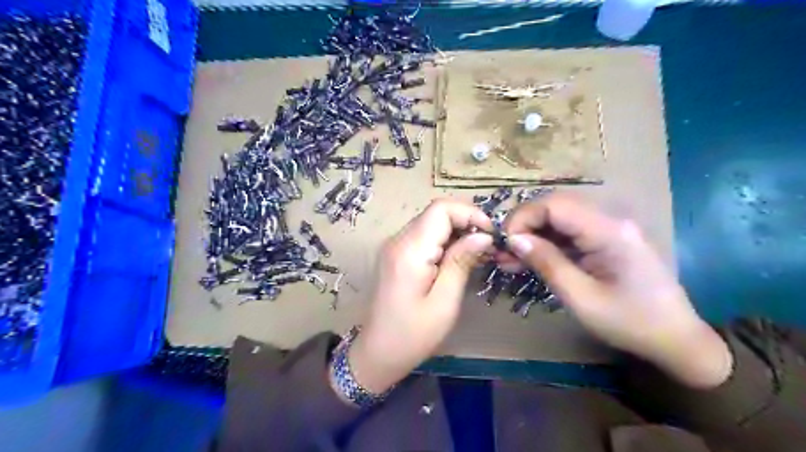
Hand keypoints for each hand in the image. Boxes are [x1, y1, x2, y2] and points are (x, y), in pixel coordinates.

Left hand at [349, 199, 495, 394]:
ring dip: (456, 231)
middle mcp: (398, 240)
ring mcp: (394, 246)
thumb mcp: (444, 302)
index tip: (491, 235)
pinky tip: (457, 259)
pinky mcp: (395, 254)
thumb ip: (461, 262)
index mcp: (409, 250)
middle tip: (488, 246)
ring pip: (431, 222)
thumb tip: (483, 236)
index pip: (441, 209)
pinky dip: (444, 240)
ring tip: (477, 254)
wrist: (377, 352)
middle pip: (435, 213)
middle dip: (466, 222)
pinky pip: (423, 236)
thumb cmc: (413, 334)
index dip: (470, 214)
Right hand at [502, 195, 735, 388]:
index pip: (555, 205)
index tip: (505, 242)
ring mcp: (610, 229)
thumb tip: (514, 240)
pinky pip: (570, 233)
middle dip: (525, 225)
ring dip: (533, 235)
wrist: (676, 340)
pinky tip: (529, 260)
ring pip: (560, 219)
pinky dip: (547, 244)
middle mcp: (610, 220)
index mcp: (609, 231)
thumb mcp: (581, 298)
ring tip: (509, 258)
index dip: (524, 217)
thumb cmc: (630, 323)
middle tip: (503, 250)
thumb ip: (547, 263)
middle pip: (556, 206)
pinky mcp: (607, 241)